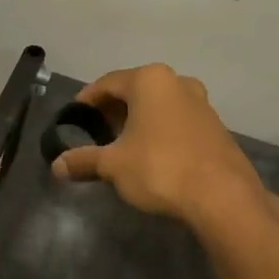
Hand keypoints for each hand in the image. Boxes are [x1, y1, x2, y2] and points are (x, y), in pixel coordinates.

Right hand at [51, 63, 268, 228]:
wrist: (222, 197)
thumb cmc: (160, 168)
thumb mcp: (113, 165)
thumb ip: (84, 160)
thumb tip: (56, 166)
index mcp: (150, 80)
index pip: (108, 83)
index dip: (87, 99)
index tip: (74, 116)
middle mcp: (177, 82)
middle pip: (135, 90)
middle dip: (113, 109)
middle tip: (96, 131)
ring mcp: (201, 103)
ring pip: (159, 104)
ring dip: (138, 119)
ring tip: (122, 144)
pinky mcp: (216, 127)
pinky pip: (177, 120)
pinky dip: (160, 130)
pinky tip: (151, 154)